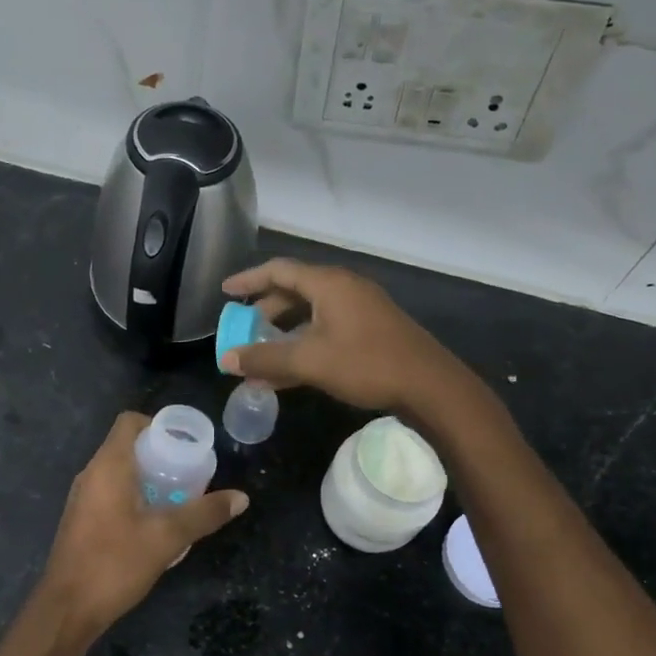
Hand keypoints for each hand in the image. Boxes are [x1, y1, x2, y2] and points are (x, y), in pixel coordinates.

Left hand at [36, 412, 247, 634]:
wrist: (67, 609)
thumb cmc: (115, 563)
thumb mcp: (167, 537)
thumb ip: (204, 514)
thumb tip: (241, 498)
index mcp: (108, 466)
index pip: (129, 422)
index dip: (158, 424)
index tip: (184, 443)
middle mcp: (91, 474)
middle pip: (127, 446)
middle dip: (159, 454)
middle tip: (189, 471)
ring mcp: (83, 498)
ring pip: (119, 472)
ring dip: (148, 477)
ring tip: (178, 495)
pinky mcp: (81, 520)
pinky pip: (111, 492)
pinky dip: (134, 495)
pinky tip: (155, 521)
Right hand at [220, 258, 464, 414]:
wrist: (430, 386)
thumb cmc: (366, 364)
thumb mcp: (310, 361)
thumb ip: (265, 358)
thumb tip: (227, 359)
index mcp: (328, 284)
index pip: (279, 270)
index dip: (249, 279)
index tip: (225, 291)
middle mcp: (344, 288)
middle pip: (295, 290)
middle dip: (265, 310)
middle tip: (243, 328)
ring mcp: (360, 309)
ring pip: (311, 313)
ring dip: (284, 332)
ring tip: (262, 353)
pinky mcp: (371, 330)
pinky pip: (326, 328)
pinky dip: (304, 343)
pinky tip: (291, 371)